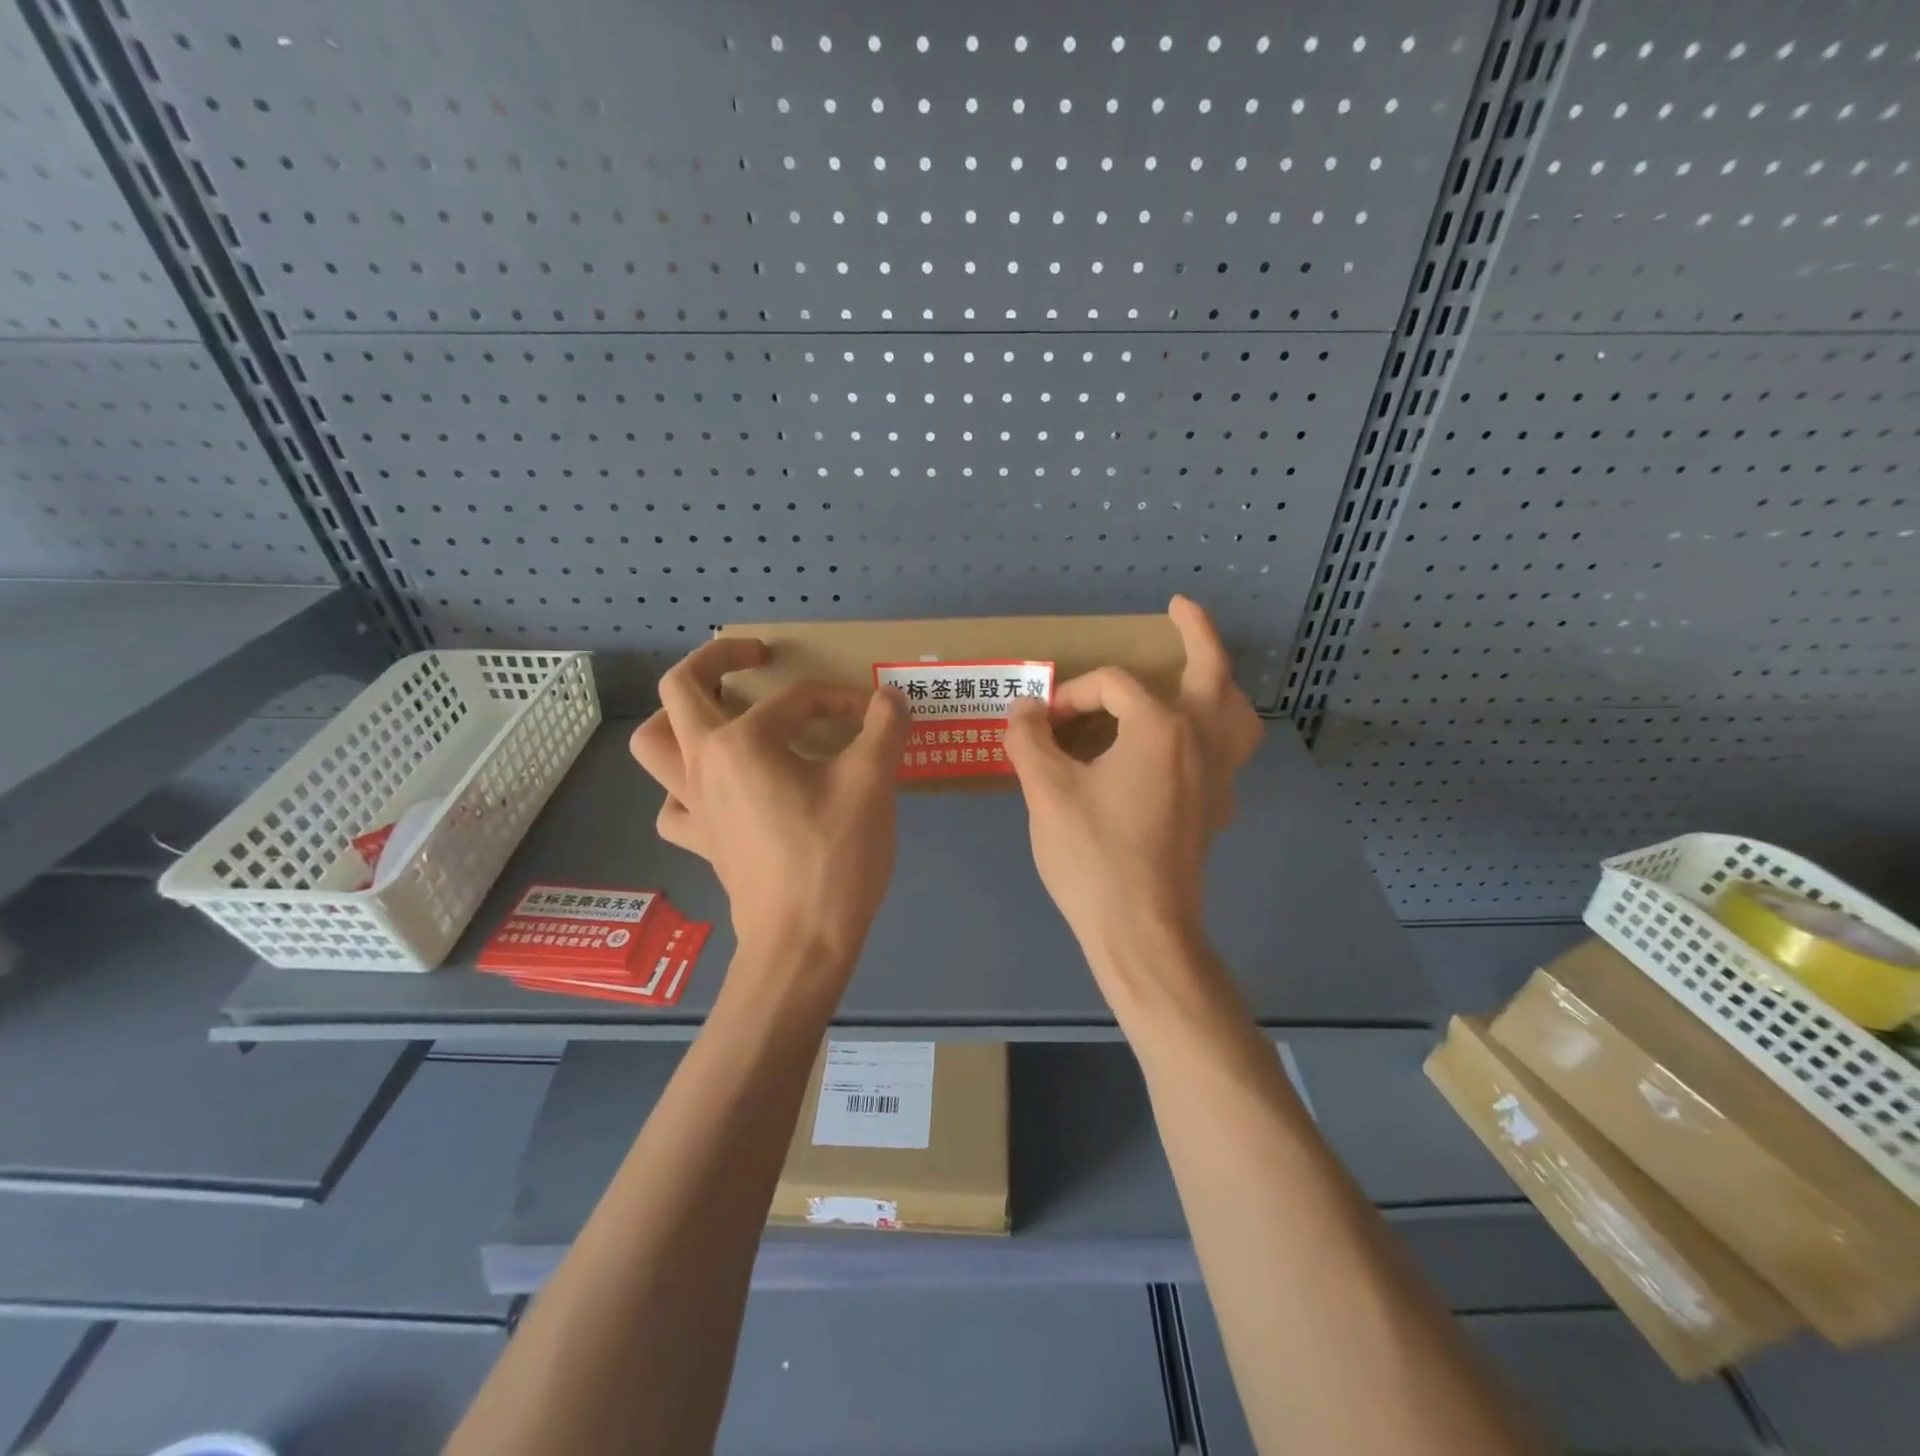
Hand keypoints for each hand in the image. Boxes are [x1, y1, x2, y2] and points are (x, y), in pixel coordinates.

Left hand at [629, 639, 909, 970]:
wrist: (801, 945)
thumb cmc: (834, 859)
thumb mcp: (871, 784)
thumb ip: (883, 729)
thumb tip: (890, 698)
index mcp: (741, 743)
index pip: (795, 699)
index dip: (840, 699)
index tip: (874, 715)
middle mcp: (703, 765)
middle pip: (679, 690)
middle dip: (715, 659)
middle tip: (753, 657)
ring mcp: (693, 807)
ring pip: (654, 746)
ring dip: (678, 719)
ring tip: (716, 715)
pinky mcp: (701, 842)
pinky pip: (674, 803)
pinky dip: (687, 787)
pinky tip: (719, 791)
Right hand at [1003, 596, 1262, 972]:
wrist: (1143, 933)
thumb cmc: (1094, 858)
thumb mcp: (1047, 792)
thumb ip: (1030, 740)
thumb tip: (1024, 710)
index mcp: (1161, 728)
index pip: (1112, 686)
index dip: (1071, 694)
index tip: (1040, 724)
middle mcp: (1200, 742)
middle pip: (1211, 672)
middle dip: (1196, 634)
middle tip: (1181, 610)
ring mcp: (1217, 779)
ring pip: (1235, 715)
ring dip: (1220, 685)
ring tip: (1201, 673)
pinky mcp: (1216, 811)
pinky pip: (1226, 755)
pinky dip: (1212, 736)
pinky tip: (1183, 749)